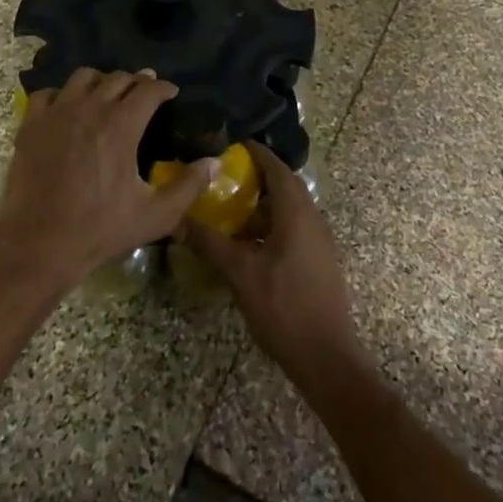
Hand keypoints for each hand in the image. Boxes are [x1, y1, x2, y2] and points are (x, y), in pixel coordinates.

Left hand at [0, 68, 215, 293]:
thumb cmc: (100, 229)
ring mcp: (57, 113)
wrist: (38, 244)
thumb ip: (189, 186)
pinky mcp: (31, 124)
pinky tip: (66, 108)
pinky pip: (48, 93)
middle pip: (118, 78)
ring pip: (83, 77)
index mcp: (121, 125)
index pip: (148, 89)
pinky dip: (61, 94)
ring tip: (107, 94)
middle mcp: (90, 108)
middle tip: (144, 91)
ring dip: (101, 81)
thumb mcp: (155, 215)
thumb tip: (214, 163)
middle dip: (136, 81)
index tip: (171, 92)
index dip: (163, 87)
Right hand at [184, 144, 364, 380]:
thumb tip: (176, 220)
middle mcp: (313, 218)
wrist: (327, 357)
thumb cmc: (284, 307)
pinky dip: (274, 222)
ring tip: (234, 206)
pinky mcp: (321, 260)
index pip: (277, 168)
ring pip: (292, 207)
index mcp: (297, 212)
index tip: (232, 144)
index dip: (256, 153)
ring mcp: (320, 240)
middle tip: (227, 174)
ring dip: (266, 202)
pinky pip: (296, 226)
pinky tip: (252, 241)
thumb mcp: (240, 274)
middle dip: (259, 175)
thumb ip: (209, 243)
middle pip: (286, 185)